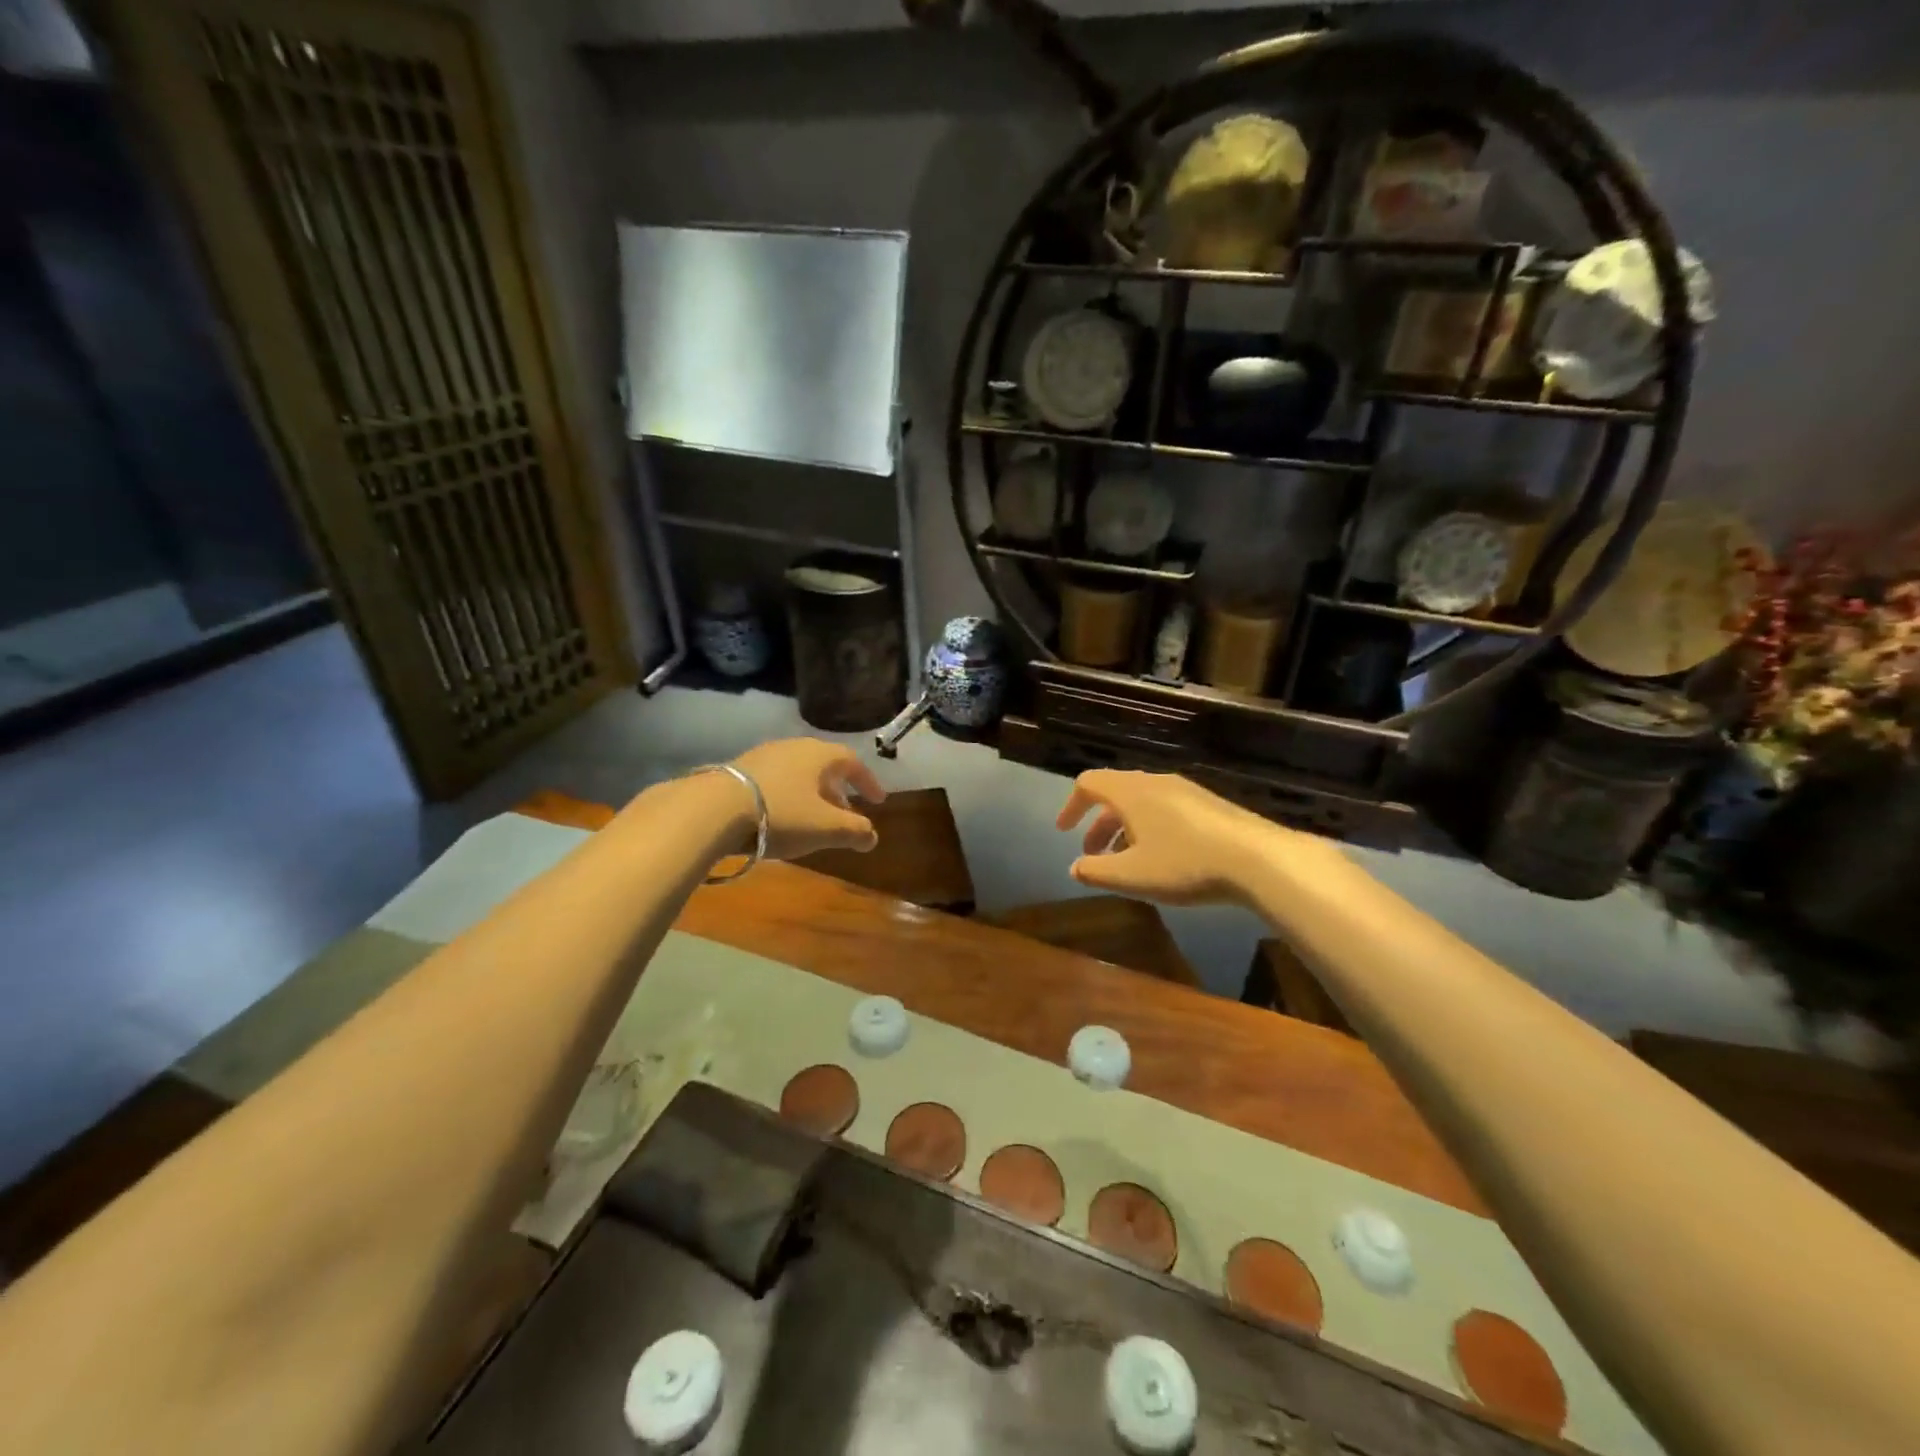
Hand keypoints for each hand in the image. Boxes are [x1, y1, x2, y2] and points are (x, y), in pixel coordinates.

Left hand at [731, 738, 885, 859]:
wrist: (714, 809)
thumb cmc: (781, 814)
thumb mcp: (826, 828)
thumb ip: (855, 831)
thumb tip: (872, 837)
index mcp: (819, 755)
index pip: (853, 762)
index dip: (868, 782)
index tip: (878, 801)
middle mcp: (793, 747)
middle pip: (824, 765)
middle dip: (838, 790)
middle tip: (845, 812)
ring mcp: (763, 755)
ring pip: (798, 772)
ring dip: (812, 793)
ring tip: (813, 818)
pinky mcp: (739, 769)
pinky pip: (776, 779)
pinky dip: (788, 795)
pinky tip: (781, 816)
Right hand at [1055, 769, 1284, 906]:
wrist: (1257, 858)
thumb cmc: (1184, 863)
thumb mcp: (1132, 875)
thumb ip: (1096, 872)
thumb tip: (1074, 868)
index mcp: (1130, 792)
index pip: (1088, 783)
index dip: (1071, 806)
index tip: (1064, 832)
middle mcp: (1155, 782)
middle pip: (1115, 793)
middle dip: (1098, 824)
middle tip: (1093, 855)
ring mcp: (1185, 790)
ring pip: (1142, 802)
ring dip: (1124, 828)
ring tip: (1127, 862)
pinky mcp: (1209, 804)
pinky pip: (1166, 808)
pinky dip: (1150, 828)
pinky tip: (1163, 858)